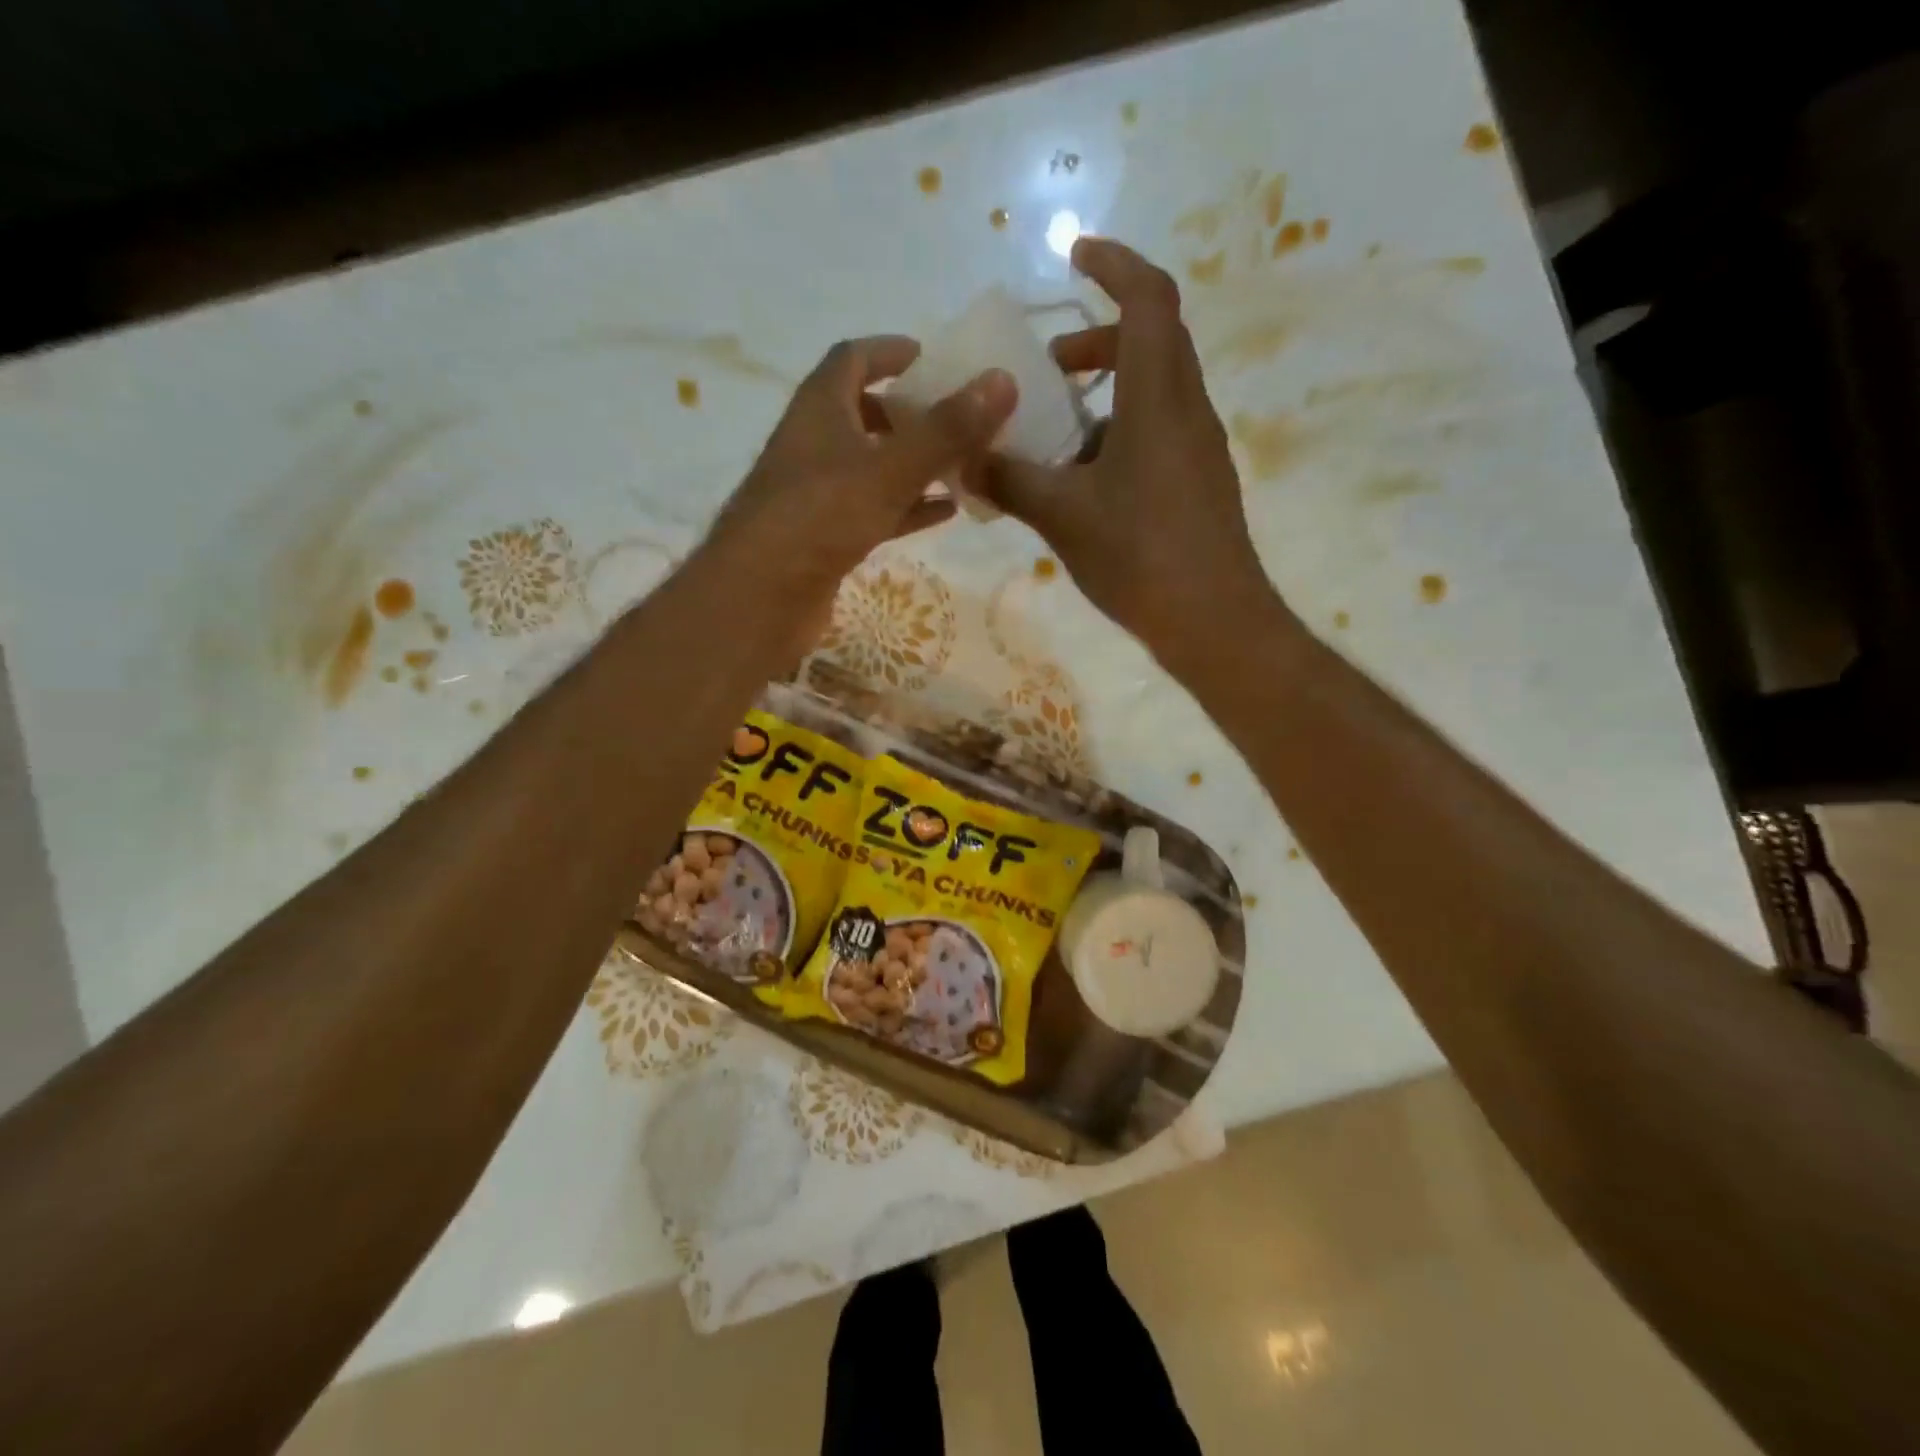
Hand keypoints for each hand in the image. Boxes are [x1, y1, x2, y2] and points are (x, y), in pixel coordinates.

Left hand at [706, 337, 1015, 635]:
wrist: (760, 597)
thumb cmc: (820, 517)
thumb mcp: (890, 469)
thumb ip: (945, 429)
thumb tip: (1001, 380)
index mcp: (820, 408)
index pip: (854, 359)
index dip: (892, 352)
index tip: (935, 359)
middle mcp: (815, 444)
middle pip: (865, 413)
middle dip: (911, 412)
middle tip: (958, 418)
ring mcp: (818, 493)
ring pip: (873, 465)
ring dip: (914, 462)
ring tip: (964, 463)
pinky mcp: (825, 536)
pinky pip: (874, 509)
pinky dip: (908, 506)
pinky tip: (946, 512)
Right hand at [984, 238, 1283, 666]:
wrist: (1215, 621)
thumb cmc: (1141, 558)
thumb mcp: (1062, 517)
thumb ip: (1010, 480)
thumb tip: (964, 458)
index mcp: (1158, 400)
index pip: (1148, 300)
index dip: (1115, 264)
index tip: (1075, 255)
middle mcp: (1187, 410)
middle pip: (1151, 341)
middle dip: (1096, 339)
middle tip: (1047, 367)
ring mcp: (1198, 448)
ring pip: (1154, 390)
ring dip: (1106, 391)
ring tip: (1055, 431)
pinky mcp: (1198, 481)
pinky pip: (1158, 431)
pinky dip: (1119, 431)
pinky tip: (1083, 479)